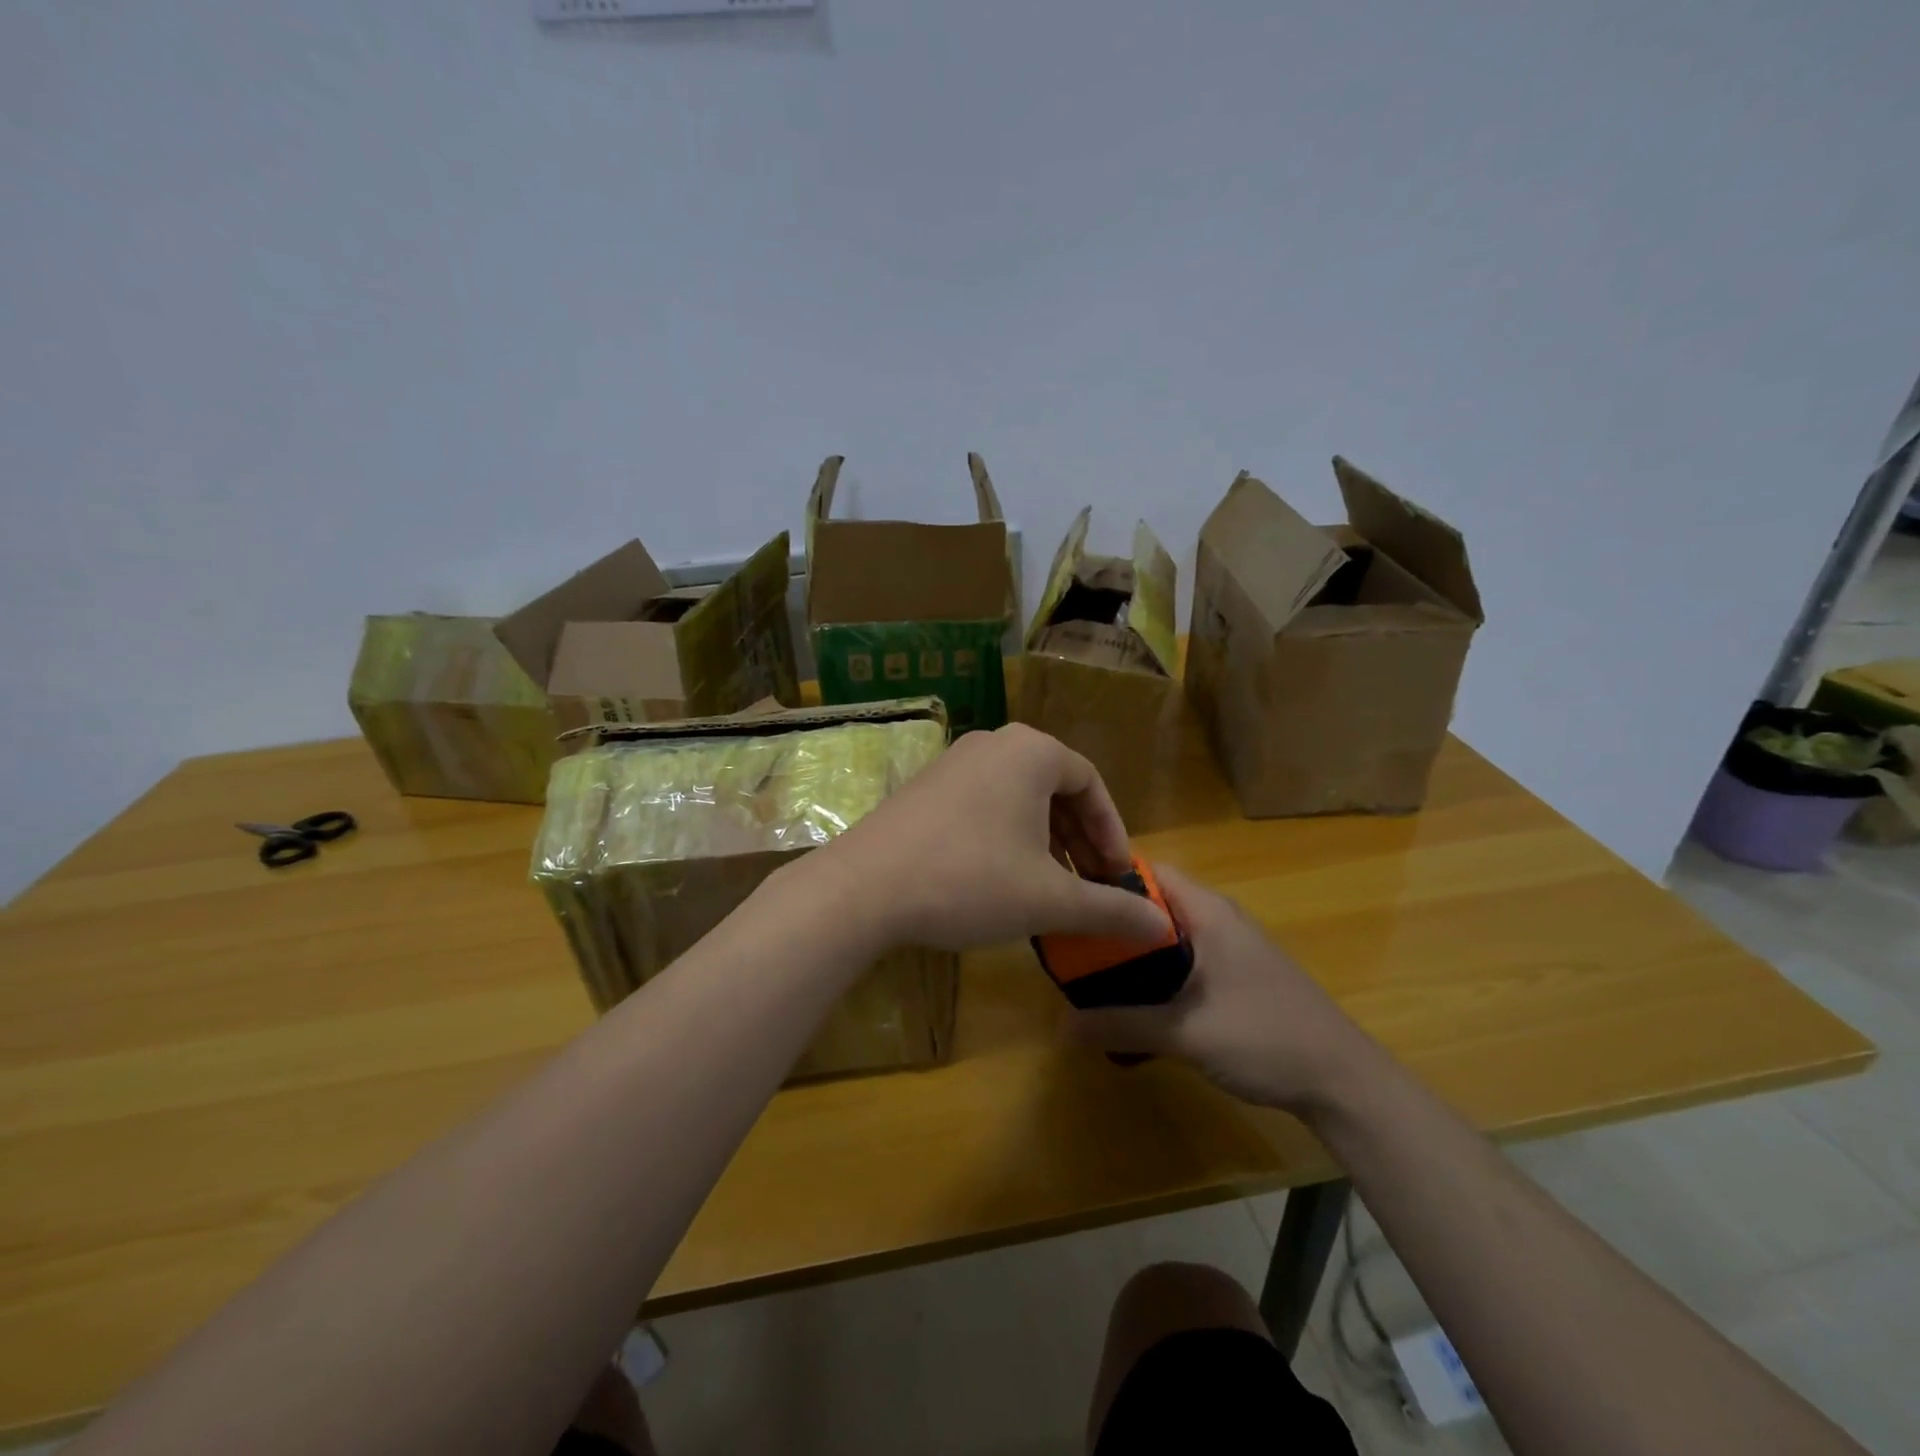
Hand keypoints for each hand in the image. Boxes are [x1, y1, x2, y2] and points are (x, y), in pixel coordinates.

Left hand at [824, 723, 1171, 952]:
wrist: (863, 887)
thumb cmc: (970, 881)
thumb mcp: (1049, 899)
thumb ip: (1111, 909)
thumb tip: (1165, 929)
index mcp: (1031, 752)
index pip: (1091, 784)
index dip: (1111, 833)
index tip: (1118, 877)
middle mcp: (994, 743)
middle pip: (1054, 789)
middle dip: (1078, 840)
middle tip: (1089, 886)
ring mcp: (953, 762)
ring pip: (1018, 798)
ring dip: (1044, 841)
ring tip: (1050, 888)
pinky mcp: (925, 787)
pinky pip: (984, 804)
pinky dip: (1006, 836)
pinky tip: (1002, 879)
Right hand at [1067, 864, 1375, 1114]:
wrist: (1343, 1081)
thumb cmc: (1266, 1037)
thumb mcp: (1186, 1032)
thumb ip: (1123, 1024)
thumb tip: (1062, 1026)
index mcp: (1207, 912)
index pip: (1146, 871)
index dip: (1106, 879)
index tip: (1071, 903)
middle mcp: (1217, 920)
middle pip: (1152, 905)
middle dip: (1113, 923)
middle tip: (1071, 947)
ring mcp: (1230, 949)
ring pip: (1167, 937)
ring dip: (1133, 954)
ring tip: (1091, 978)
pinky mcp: (1235, 977)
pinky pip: (1183, 962)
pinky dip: (1156, 976)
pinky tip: (1135, 1007)